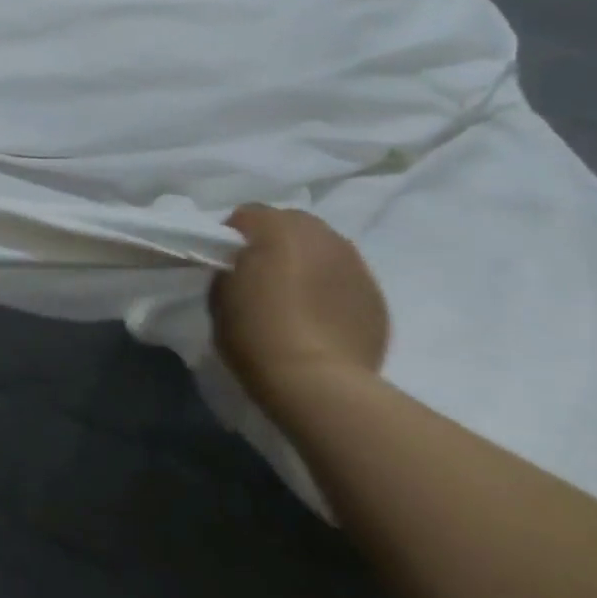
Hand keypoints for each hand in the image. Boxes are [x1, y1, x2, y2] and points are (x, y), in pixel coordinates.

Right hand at [209, 206, 388, 424]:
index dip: (233, 237)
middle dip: (275, 241)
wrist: (317, 382)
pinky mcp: (376, 294)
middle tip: (261, 274)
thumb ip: (232, 266)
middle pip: (291, 223)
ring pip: (323, 248)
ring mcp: (354, 263)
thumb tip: (245, 265)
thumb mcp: (219, 292)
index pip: (247, 215)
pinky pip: (344, 277)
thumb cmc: (255, 333)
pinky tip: (320, 315)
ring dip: (306, 261)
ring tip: (295, 294)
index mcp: (276, 228)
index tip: (226, 262)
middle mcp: (320, 235)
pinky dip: (330, 287)